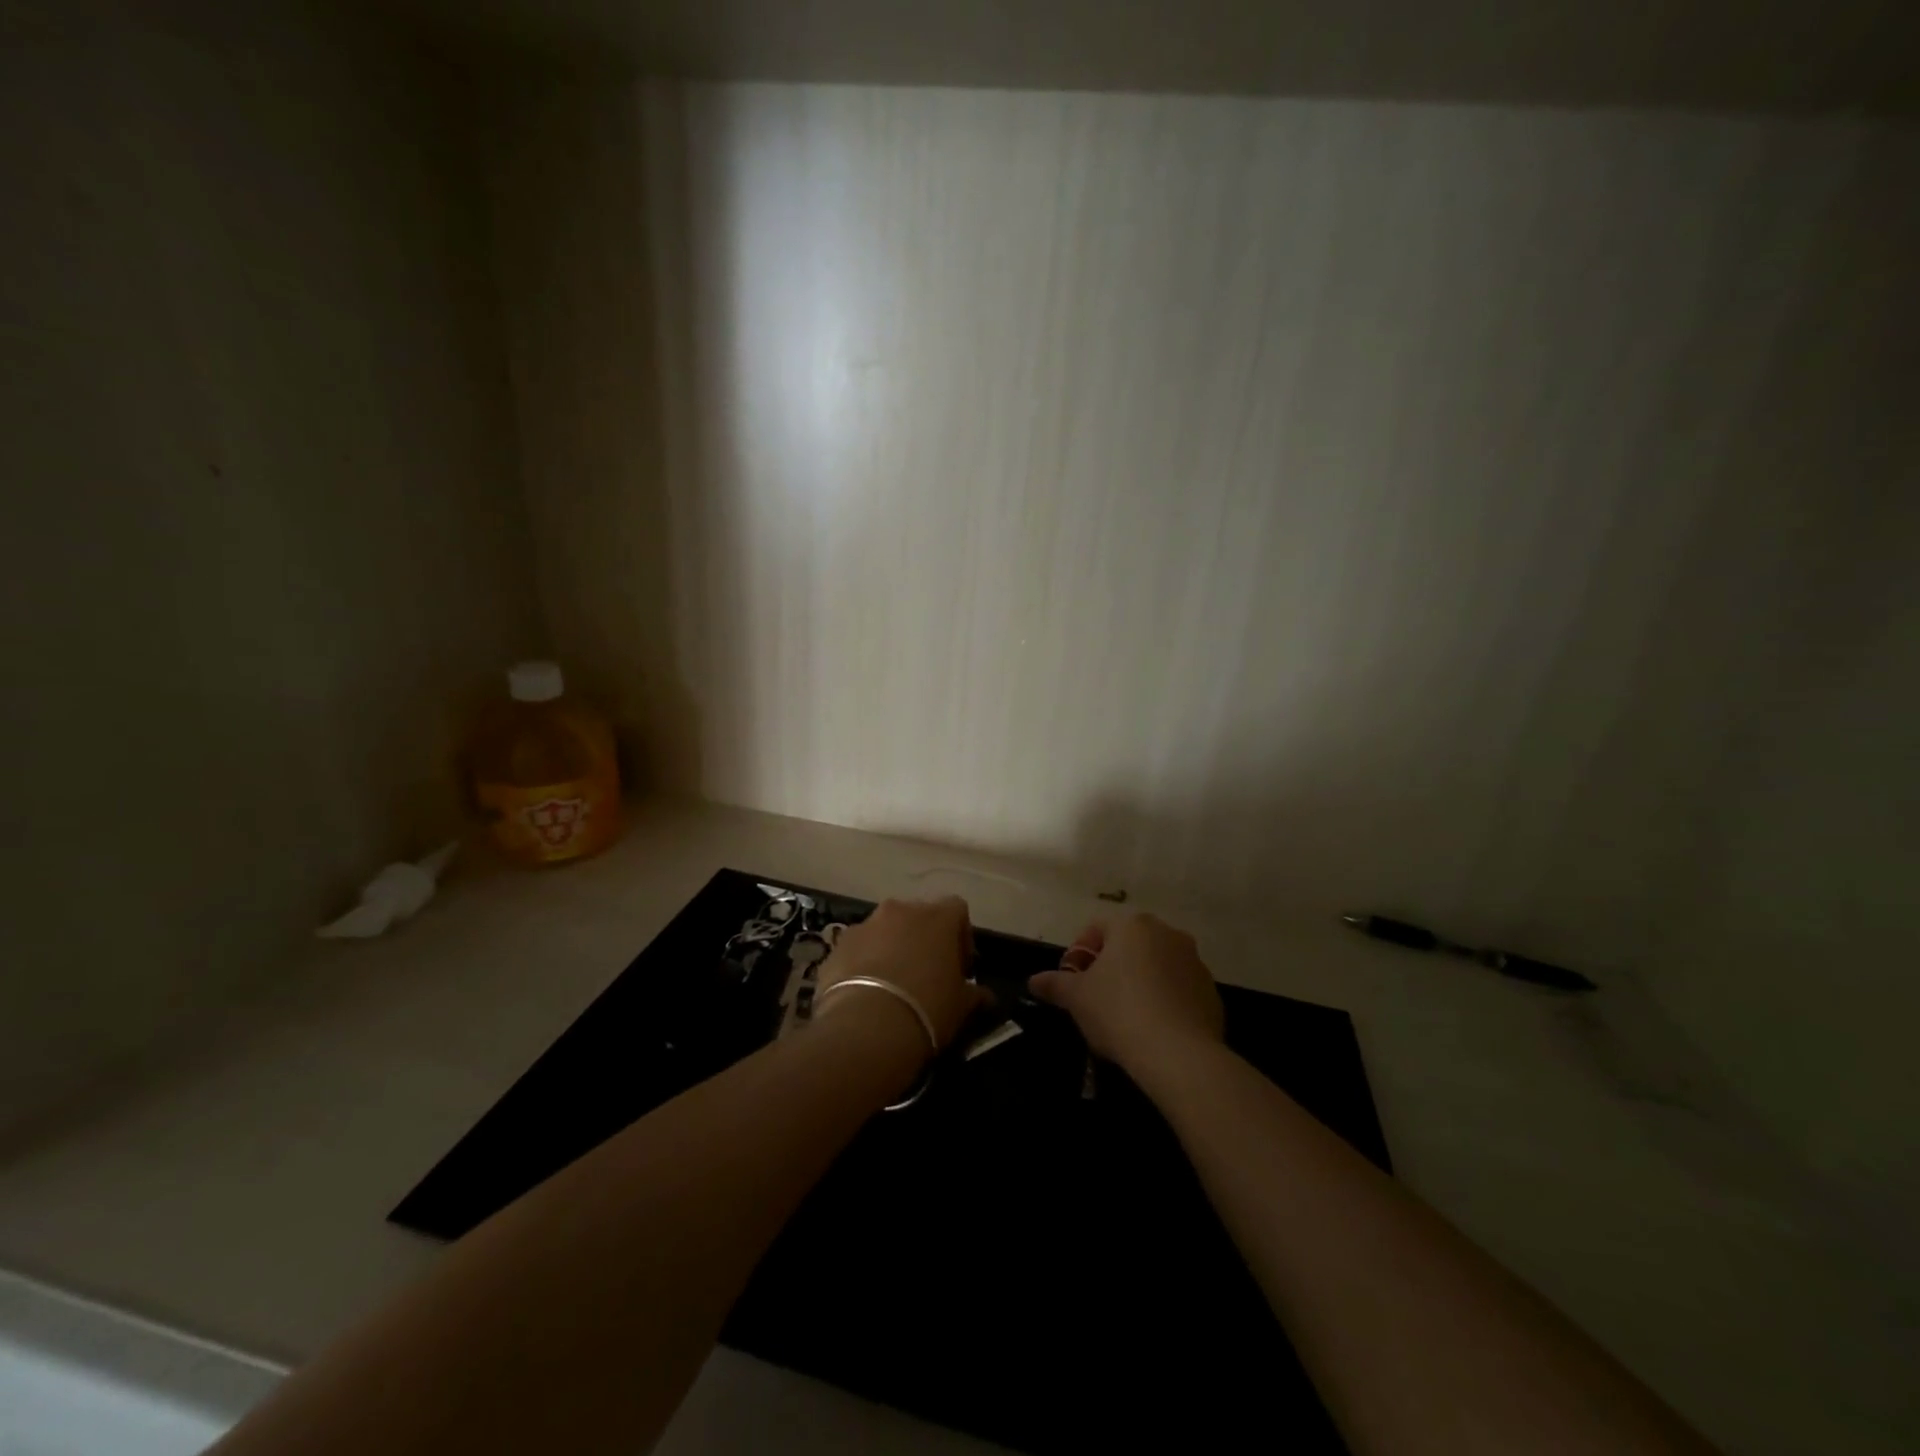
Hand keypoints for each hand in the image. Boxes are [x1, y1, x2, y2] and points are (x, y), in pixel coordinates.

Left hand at [817, 897, 991, 1054]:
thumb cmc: (927, 1008)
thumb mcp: (962, 1006)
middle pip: (918, 917)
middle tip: (927, 975)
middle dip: (923, 940)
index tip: (960, 967)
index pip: (957, 910)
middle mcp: (901, 910)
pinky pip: (858, 949)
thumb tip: (985, 996)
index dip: (961, 937)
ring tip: (893, 987)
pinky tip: (866, 994)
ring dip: (891, 949)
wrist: (867, 1027)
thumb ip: (975, 994)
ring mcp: (865, 925)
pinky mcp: (838, 945)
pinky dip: (863, 963)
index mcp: (938, 917)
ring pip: (884, 931)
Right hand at [1027, 913, 1223, 1076]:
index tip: (1073, 982)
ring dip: (1140, 982)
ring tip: (1126, 1017)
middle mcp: (1167, 933)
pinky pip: (1179, 990)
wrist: (1179, 1055)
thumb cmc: (1119, 1012)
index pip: (1097, 928)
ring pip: (1156, 966)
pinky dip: (1165, 1001)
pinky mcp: (1211, 992)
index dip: (1080, 953)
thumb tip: (1033, 980)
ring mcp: (1195, 962)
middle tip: (1096, 998)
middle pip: (1129, 944)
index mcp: (1132, 926)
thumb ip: (1054, 984)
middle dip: (1111, 967)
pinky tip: (1153, 1030)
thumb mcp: (1077, 999)